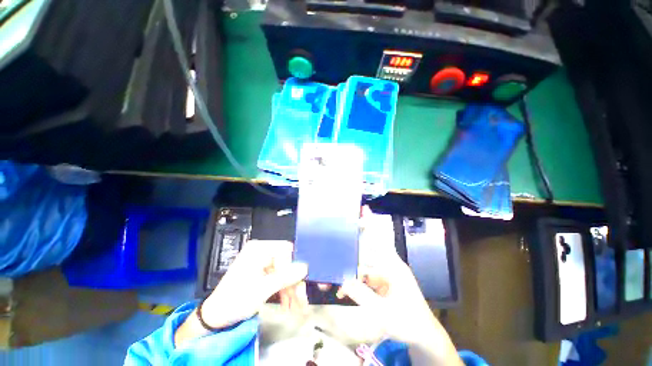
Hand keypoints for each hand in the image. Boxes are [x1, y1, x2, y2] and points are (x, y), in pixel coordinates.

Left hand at [175, 240, 307, 346]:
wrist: (215, 317)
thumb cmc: (234, 300)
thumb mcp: (261, 290)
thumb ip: (284, 277)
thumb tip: (305, 267)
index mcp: (259, 249)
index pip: (285, 250)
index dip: (294, 266)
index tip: (300, 283)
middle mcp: (262, 253)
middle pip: (287, 262)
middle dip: (294, 282)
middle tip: (302, 299)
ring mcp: (263, 263)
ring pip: (285, 272)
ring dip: (292, 289)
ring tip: (297, 306)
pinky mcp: (264, 274)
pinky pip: (279, 279)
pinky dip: (285, 291)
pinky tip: (289, 304)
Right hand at [336, 207, 462, 364]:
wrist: (423, 336)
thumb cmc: (408, 322)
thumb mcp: (383, 312)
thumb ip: (362, 295)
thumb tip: (342, 281)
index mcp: (393, 266)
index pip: (380, 240)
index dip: (372, 224)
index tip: (363, 209)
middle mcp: (389, 265)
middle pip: (368, 250)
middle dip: (352, 249)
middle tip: (336, 248)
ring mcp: (386, 274)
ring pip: (364, 265)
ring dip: (351, 272)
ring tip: (335, 279)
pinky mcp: (383, 283)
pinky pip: (366, 277)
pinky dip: (355, 282)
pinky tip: (343, 291)